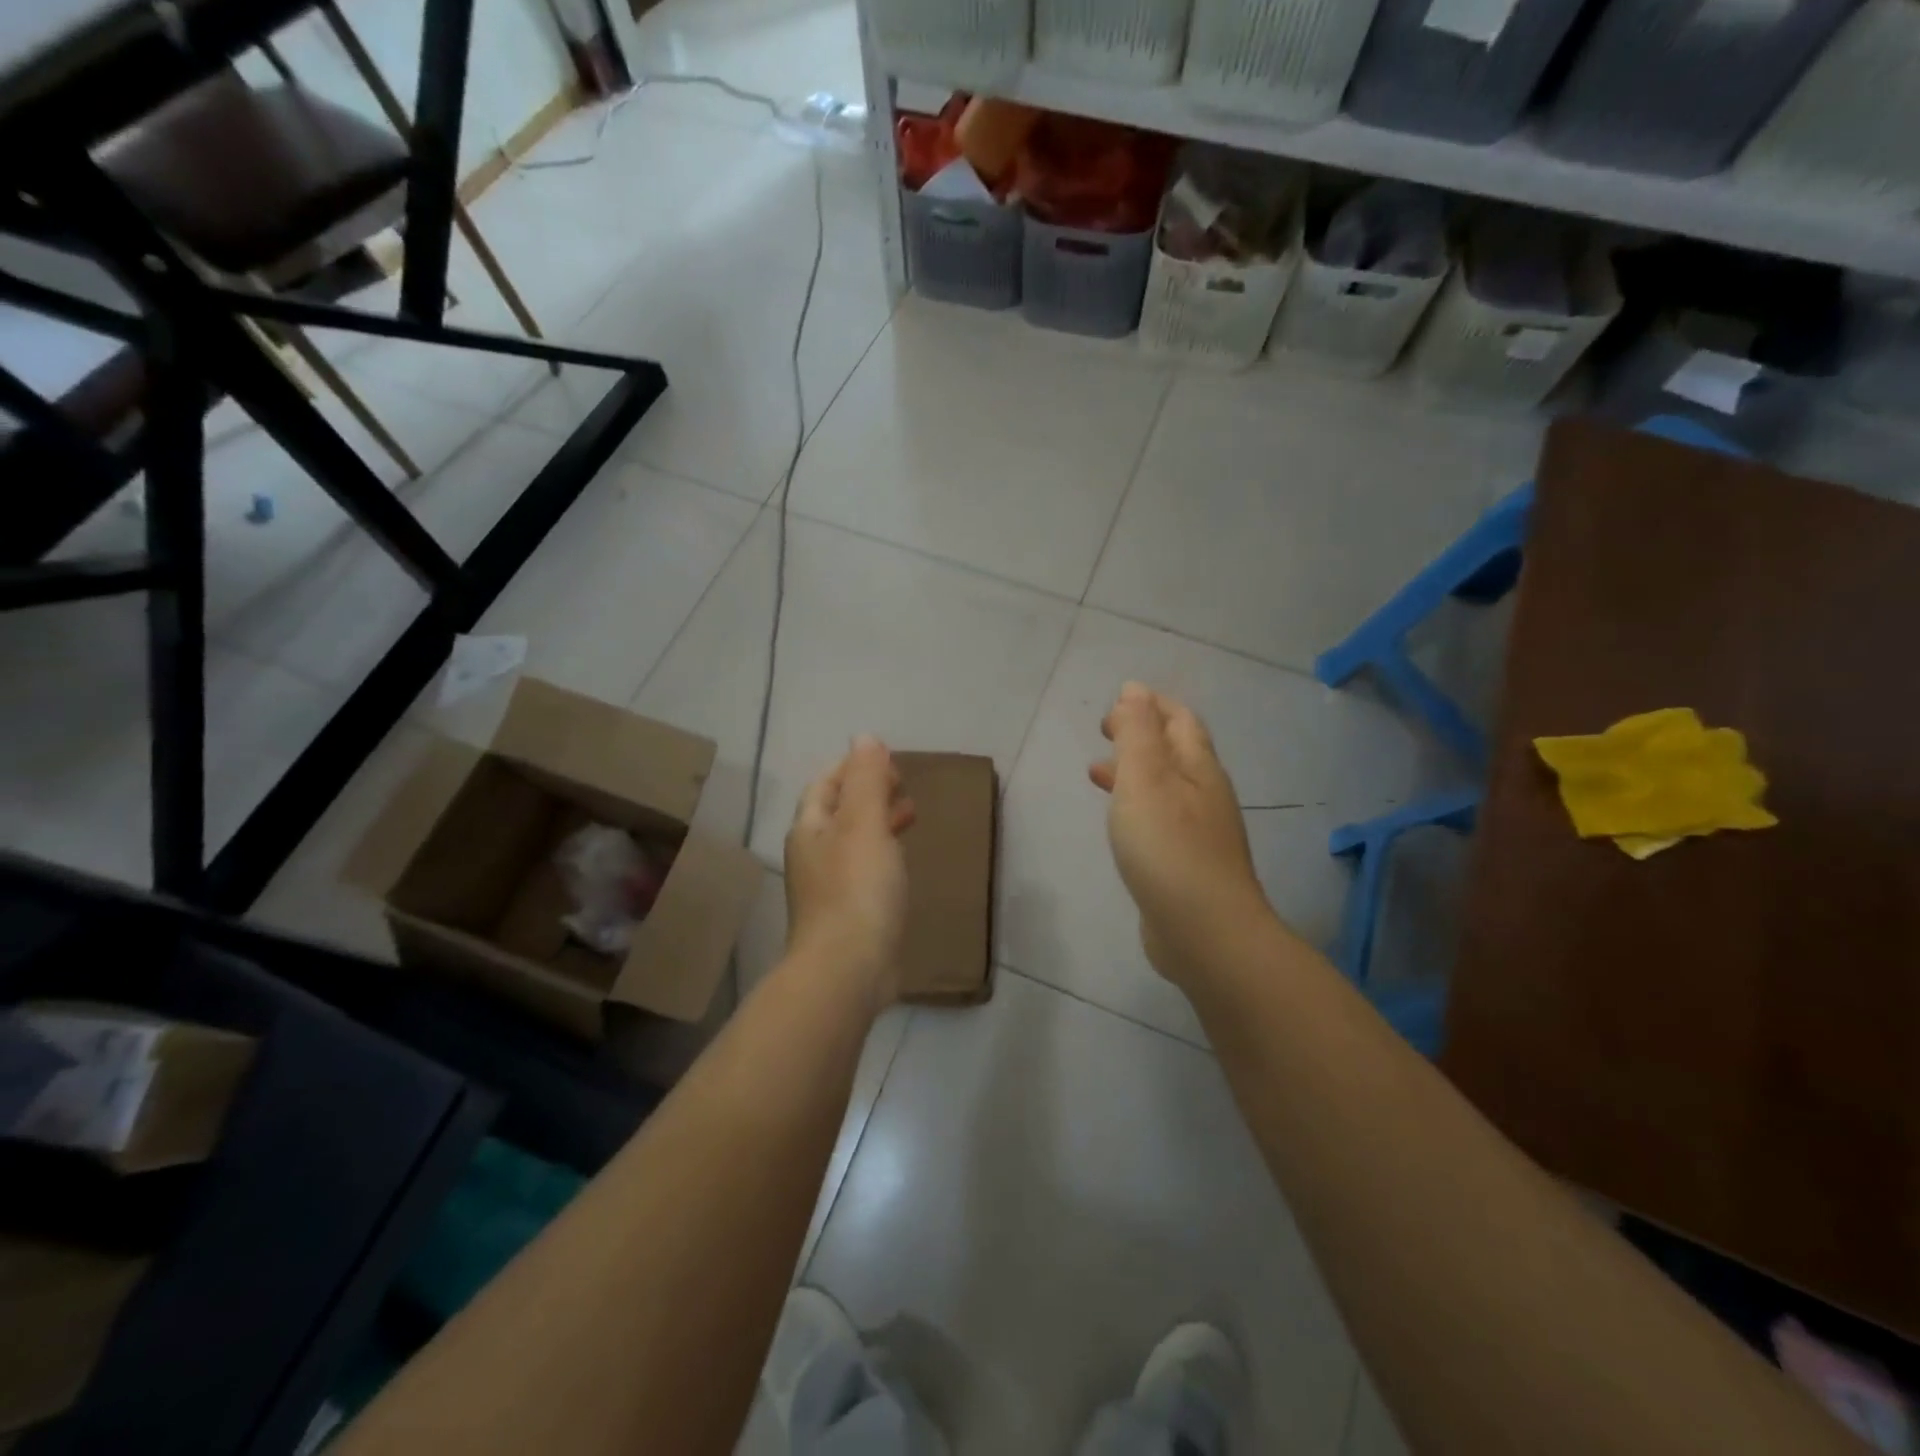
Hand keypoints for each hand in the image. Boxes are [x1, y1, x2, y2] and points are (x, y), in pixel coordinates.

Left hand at [785, 736, 916, 1006]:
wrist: (847, 970)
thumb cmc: (857, 888)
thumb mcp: (865, 823)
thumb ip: (866, 779)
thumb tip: (864, 738)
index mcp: (811, 829)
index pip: (826, 784)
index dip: (854, 767)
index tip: (889, 762)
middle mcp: (813, 855)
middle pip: (838, 812)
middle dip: (868, 793)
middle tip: (903, 786)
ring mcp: (828, 888)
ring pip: (853, 842)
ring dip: (878, 823)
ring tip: (910, 816)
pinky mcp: (848, 915)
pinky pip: (865, 871)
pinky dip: (883, 855)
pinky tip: (903, 864)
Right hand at [1090, 683, 1273, 986]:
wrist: (1204, 932)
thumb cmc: (1168, 847)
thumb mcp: (1145, 778)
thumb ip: (1137, 733)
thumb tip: (1134, 690)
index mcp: (1198, 768)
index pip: (1179, 720)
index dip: (1151, 704)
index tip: (1117, 700)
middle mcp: (1205, 795)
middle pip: (1175, 751)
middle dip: (1141, 734)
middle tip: (1104, 729)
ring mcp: (1200, 833)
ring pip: (1165, 787)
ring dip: (1134, 770)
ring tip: (1097, 771)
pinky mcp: (1187, 865)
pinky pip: (1160, 819)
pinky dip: (1136, 805)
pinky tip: (1120, 822)